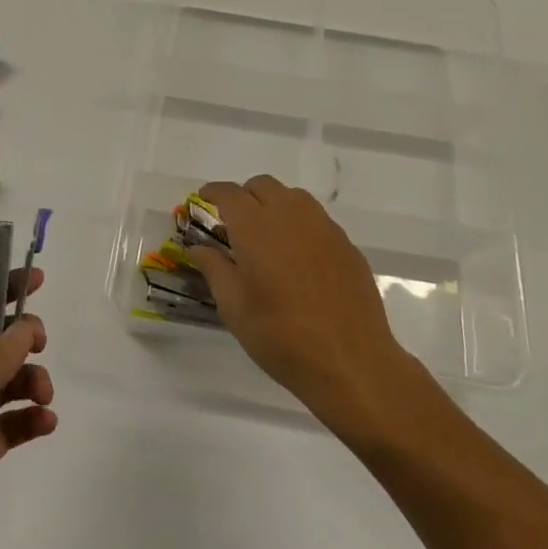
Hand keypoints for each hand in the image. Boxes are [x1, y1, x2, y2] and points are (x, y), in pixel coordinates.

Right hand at [191, 176, 411, 430]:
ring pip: (292, 198)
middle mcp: (290, 215)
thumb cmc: (281, 336)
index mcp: (256, 227)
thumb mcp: (234, 307)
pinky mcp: (346, 244)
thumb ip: (214, 268)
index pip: (228, 193)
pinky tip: (298, 261)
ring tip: (267, 240)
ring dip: (273, 207)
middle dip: (244, 198)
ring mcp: (323, 227)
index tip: (202, 203)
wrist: (350, 362)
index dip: (212, 193)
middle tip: (233, 227)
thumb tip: (197, 247)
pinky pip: (316, 220)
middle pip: (262, 186)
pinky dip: (299, 227)